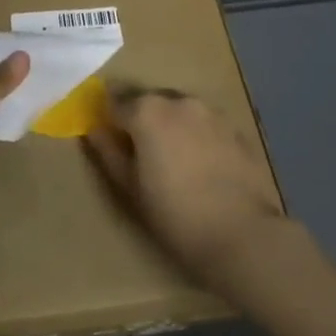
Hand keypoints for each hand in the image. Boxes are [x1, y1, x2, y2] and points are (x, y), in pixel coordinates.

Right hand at [83, 91, 285, 287]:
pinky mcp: (237, 129)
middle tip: (141, 153)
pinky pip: (206, 125)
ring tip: (173, 160)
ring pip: (181, 111)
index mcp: (147, 111)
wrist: (241, 234)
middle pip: (150, 102)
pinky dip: (197, 136)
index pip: (115, 102)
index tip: (109, 138)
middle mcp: (179, 101)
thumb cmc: (174, 214)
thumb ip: (108, 151)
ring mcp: (212, 112)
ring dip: (171, 126)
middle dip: (141, 120)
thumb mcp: (129, 187)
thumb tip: (94, 129)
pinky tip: (202, 166)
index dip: (109, 120)